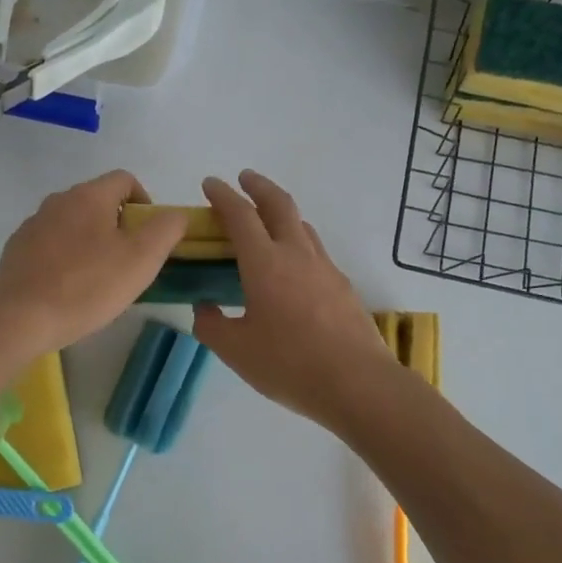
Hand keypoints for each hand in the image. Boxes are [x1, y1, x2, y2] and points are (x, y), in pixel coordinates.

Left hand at [0, 170, 185, 354]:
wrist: (22, 319)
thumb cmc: (89, 286)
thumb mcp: (142, 259)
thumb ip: (167, 228)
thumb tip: (175, 215)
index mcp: (89, 196)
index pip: (125, 180)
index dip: (145, 203)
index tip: (149, 236)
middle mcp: (58, 200)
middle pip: (98, 202)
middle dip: (118, 226)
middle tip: (128, 263)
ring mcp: (32, 224)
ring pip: (73, 224)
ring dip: (90, 242)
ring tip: (98, 279)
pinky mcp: (16, 249)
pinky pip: (50, 244)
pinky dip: (65, 258)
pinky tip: (68, 288)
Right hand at [193, 171, 400, 429]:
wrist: (358, 383)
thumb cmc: (289, 364)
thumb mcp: (236, 350)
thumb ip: (211, 325)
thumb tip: (204, 308)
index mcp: (265, 263)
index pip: (240, 215)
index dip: (223, 195)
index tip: (210, 184)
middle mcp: (297, 254)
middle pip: (279, 204)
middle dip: (259, 186)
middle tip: (244, 179)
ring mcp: (325, 268)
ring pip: (302, 226)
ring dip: (282, 213)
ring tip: (268, 222)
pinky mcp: (343, 286)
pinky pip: (316, 251)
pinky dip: (298, 243)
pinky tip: (294, 268)